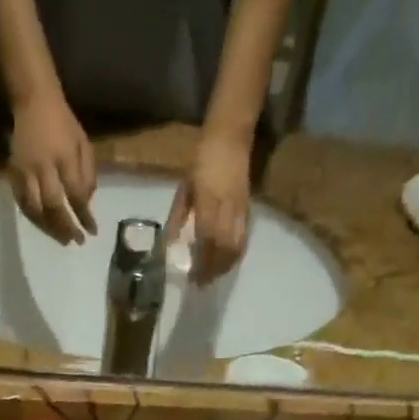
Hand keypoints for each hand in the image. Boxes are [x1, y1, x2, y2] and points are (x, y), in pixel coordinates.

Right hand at [9, 92, 96, 244]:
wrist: (33, 101)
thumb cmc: (63, 123)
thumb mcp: (83, 142)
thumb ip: (87, 173)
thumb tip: (86, 203)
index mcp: (64, 156)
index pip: (76, 194)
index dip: (84, 216)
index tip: (92, 231)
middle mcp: (43, 166)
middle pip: (53, 206)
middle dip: (66, 227)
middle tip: (75, 241)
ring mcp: (25, 170)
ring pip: (35, 209)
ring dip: (49, 228)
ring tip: (61, 239)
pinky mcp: (13, 173)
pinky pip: (22, 202)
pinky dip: (33, 218)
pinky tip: (43, 225)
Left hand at [165, 130, 251, 283]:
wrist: (230, 137)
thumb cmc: (201, 160)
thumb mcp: (184, 189)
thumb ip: (178, 218)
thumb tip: (171, 245)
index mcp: (208, 202)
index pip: (207, 240)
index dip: (201, 262)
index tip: (193, 277)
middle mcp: (227, 208)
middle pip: (224, 249)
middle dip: (214, 269)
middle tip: (202, 282)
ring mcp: (240, 209)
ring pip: (237, 246)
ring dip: (225, 266)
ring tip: (213, 276)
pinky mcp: (247, 209)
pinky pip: (243, 238)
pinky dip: (235, 254)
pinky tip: (226, 261)